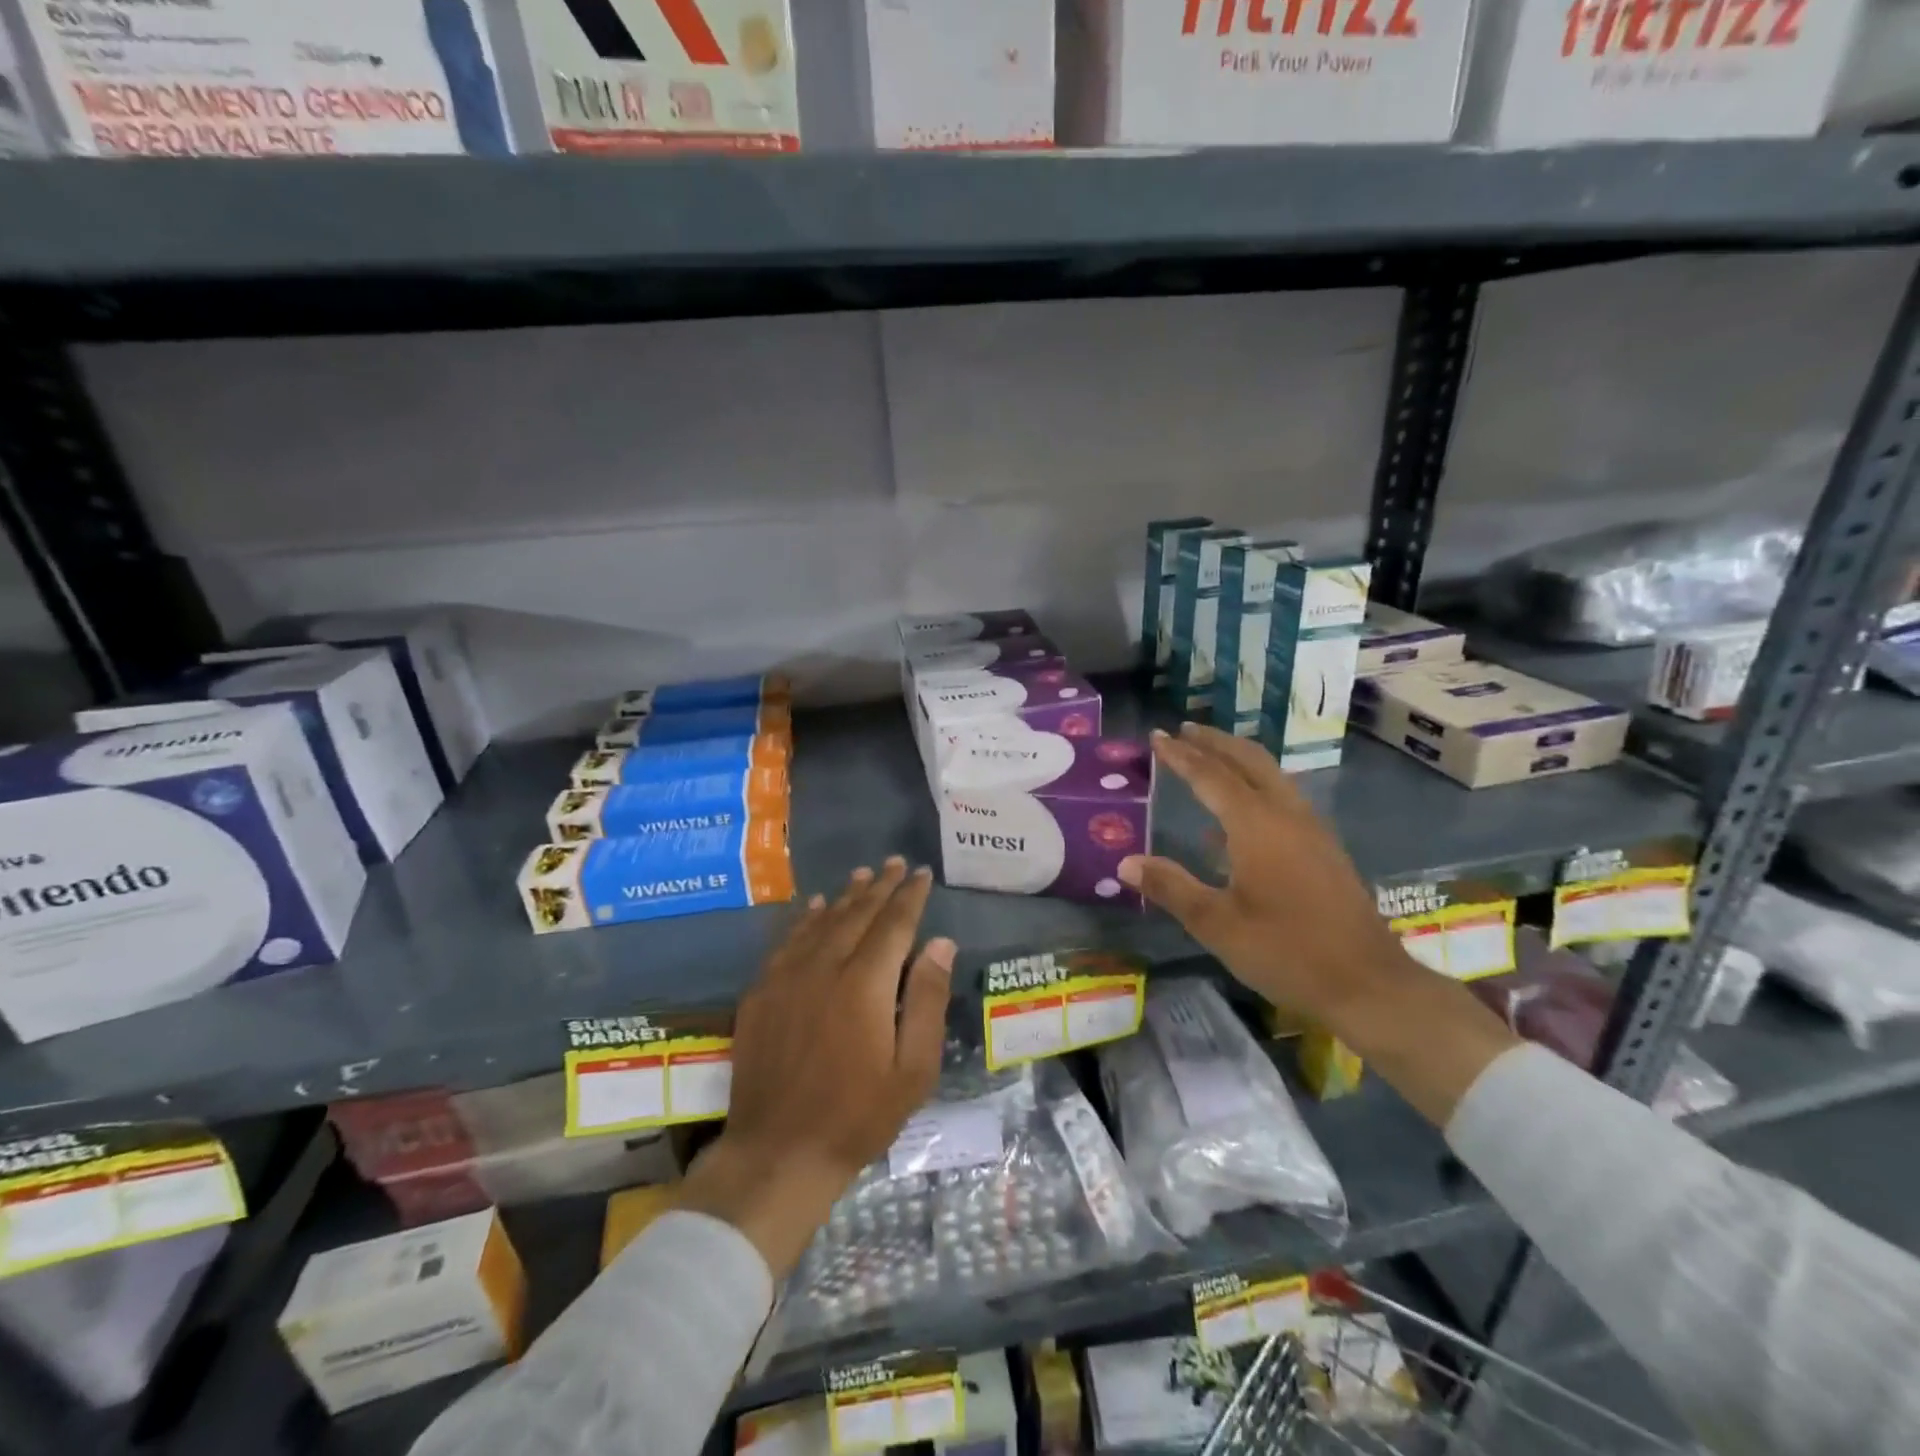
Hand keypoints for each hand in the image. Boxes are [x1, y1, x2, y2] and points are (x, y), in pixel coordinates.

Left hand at [679, 858, 954, 1276]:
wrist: (778, 1152)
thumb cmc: (858, 1115)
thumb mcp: (913, 1068)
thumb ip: (927, 999)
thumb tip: (942, 943)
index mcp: (865, 983)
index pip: (894, 923)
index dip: (909, 896)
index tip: (920, 874)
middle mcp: (825, 966)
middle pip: (857, 913)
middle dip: (879, 886)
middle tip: (894, 863)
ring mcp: (787, 977)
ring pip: (821, 921)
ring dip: (845, 895)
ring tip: (862, 875)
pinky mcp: (761, 992)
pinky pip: (787, 941)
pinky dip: (805, 919)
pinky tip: (814, 907)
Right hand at [1119, 723, 1518, 1126]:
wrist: (1369, 985)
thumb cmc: (1287, 952)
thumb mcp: (1217, 925)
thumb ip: (1171, 887)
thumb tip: (1126, 862)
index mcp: (1257, 826)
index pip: (1211, 776)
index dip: (1181, 755)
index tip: (1156, 736)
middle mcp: (1287, 816)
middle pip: (1249, 761)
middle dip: (1215, 742)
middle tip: (1184, 730)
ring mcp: (1311, 830)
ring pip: (1272, 776)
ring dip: (1238, 760)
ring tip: (1209, 757)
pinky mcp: (1324, 849)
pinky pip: (1283, 799)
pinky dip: (1255, 787)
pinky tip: (1235, 816)